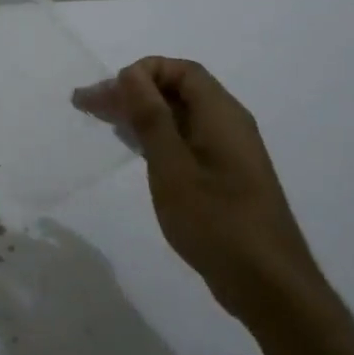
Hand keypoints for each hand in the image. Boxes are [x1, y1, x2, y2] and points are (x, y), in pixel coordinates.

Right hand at [74, 57, 320, 321]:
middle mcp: (228, 124)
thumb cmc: (216, 221)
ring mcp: (227, 152)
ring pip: (179, 116)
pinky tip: (132, 147)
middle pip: (177, 90)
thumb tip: (132, 73)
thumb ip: (151, 117)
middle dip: (132, 91)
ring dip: (140, 113)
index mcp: (221, 114)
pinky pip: (185, 139)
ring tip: (100, 120)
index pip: (180, 70)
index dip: (141, 72)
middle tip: (85, 104)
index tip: (108, 93)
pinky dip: (155, 136)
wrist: (267, 283)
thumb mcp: (172, 167)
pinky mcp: (223, 176)